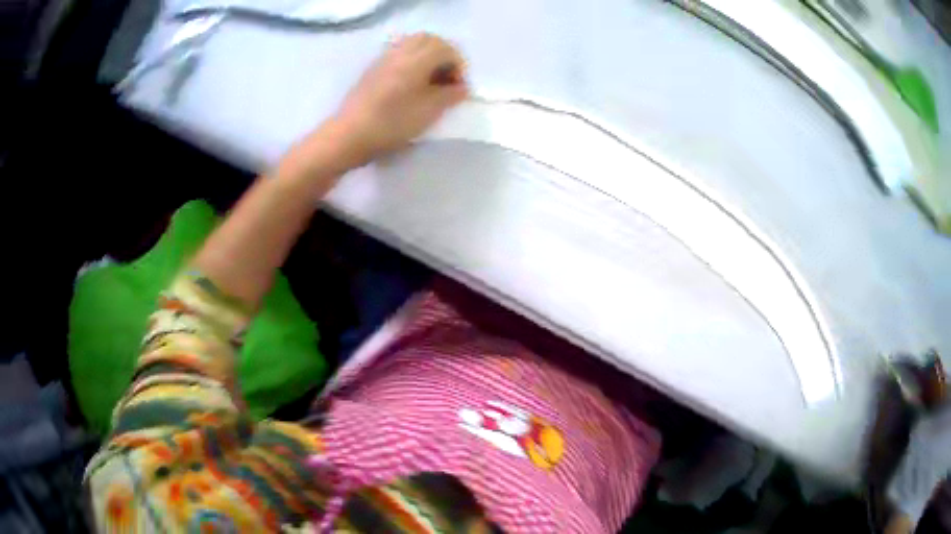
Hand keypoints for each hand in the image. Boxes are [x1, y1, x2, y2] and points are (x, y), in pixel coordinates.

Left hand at [332, 33, 468, 166]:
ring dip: (428, 57)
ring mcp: (385, 58)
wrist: (349, 135)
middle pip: (431, 41)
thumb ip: (450, 95)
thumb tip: (461, 87)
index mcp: (417, 59)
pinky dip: (412, 61)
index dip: (459, 67)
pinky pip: (399, 53)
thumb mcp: (429, 111)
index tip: (459, 89)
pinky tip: (410, 83)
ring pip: (413, 44)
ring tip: (430, 82)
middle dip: (445, 56)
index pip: (447, 49)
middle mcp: (401, 51)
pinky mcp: (374, 68)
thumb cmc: (392, 123)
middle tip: (447, 80)